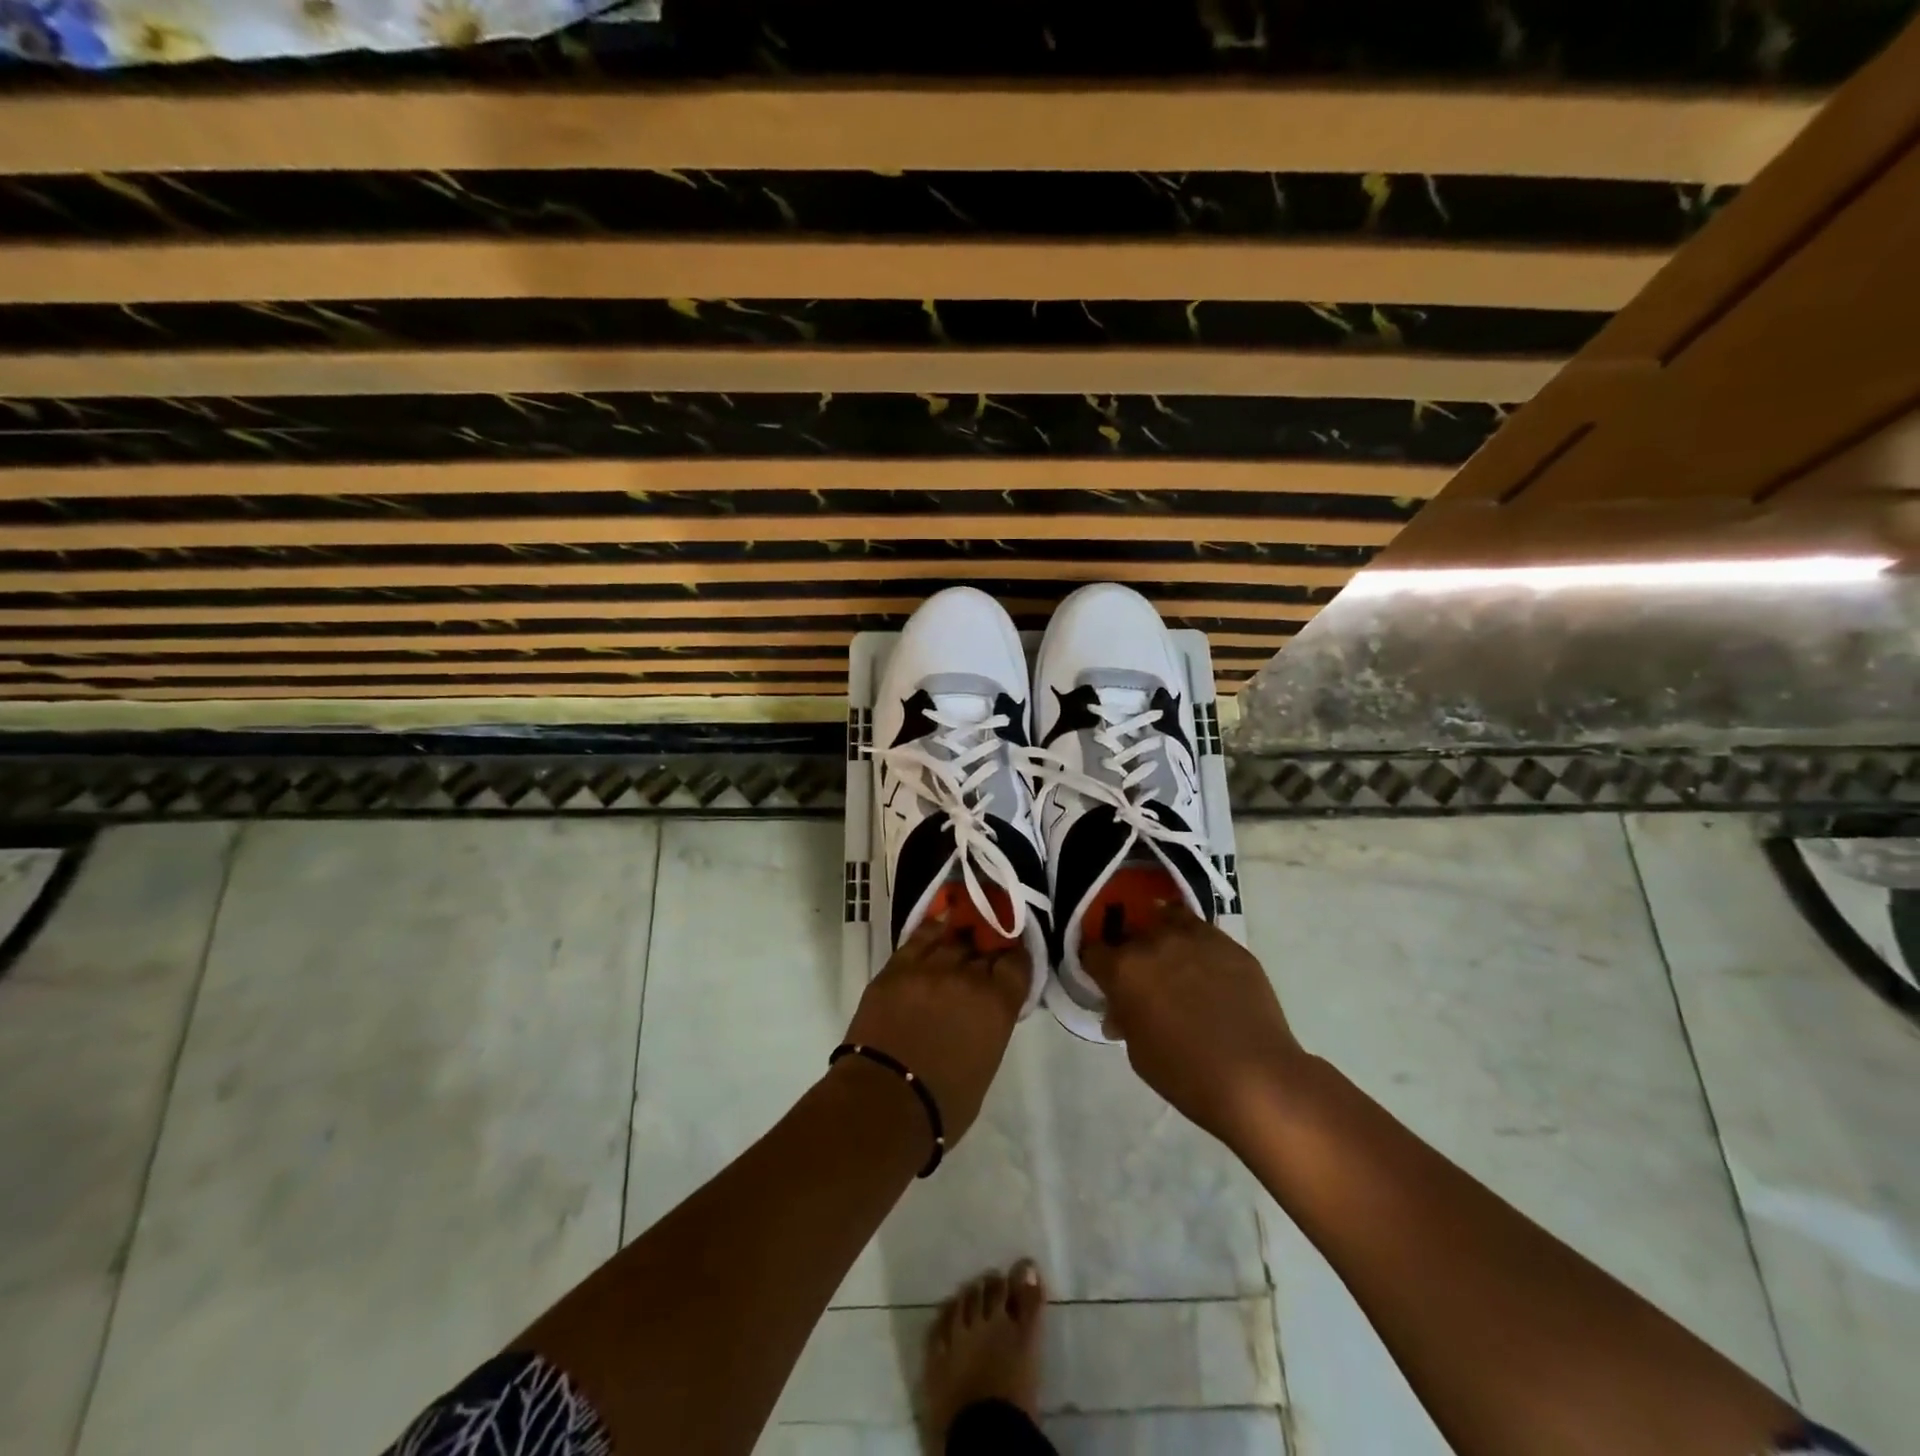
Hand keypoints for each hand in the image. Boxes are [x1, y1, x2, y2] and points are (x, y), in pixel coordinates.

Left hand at [843, 915, 1028, 1147]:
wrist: (882, 1102)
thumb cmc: (942, 1104)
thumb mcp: (985, 1064)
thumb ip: (990, 1026)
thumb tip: (983, 1012)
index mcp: (997, 1005)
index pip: (1017, 964)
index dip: (1015, 958)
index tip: (1011, 959)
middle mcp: (968, 978)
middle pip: (984, 948)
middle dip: (987, 949)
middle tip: (985, 952)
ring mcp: (929, 968)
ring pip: (953, 938)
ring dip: (960, 939)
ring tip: (961, 938)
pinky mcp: (896, 968)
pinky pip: (919, 937)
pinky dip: (932, 930)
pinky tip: (937, 927)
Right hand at [1083, 904, 1308, 1151]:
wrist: (1256, 1077)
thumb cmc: (1185, 1073)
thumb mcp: (1137, 1052)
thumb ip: (1125, 1018)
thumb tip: (1122, 1010)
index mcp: (1123, 968)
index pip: (1092, 951)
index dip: (1095, 966)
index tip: (1103, 980)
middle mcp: (1154, 941)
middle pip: (1130, 932)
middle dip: (1129, 951)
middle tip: (1141, 977)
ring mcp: (1195, 937)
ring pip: (1167, 918)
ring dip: (1163, 935)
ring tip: (1172, 959)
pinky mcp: (1230, 944)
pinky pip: (1203, 933)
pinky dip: (1196, 945)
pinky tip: (1206, 970)